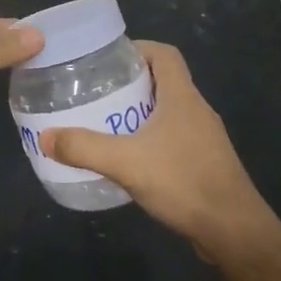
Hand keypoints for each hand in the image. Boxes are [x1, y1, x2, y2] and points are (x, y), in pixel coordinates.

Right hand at [41, 42, 270, 254]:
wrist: (234, 232)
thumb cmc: (184, 182)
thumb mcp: (126, 162)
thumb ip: (84, 147)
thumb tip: (46, 136)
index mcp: (183, 97)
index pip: (165, 54)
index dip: (138, 48)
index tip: (108, 59)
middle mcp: (197, 110)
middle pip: (163, 81)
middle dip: (130, 83)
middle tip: (96, 92)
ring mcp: (204, 139)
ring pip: (168, 112)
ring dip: (139, 113)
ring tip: (105, 123)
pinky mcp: (204, 164)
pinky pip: (173, 139)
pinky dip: (150, 140)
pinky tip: (129, 159)